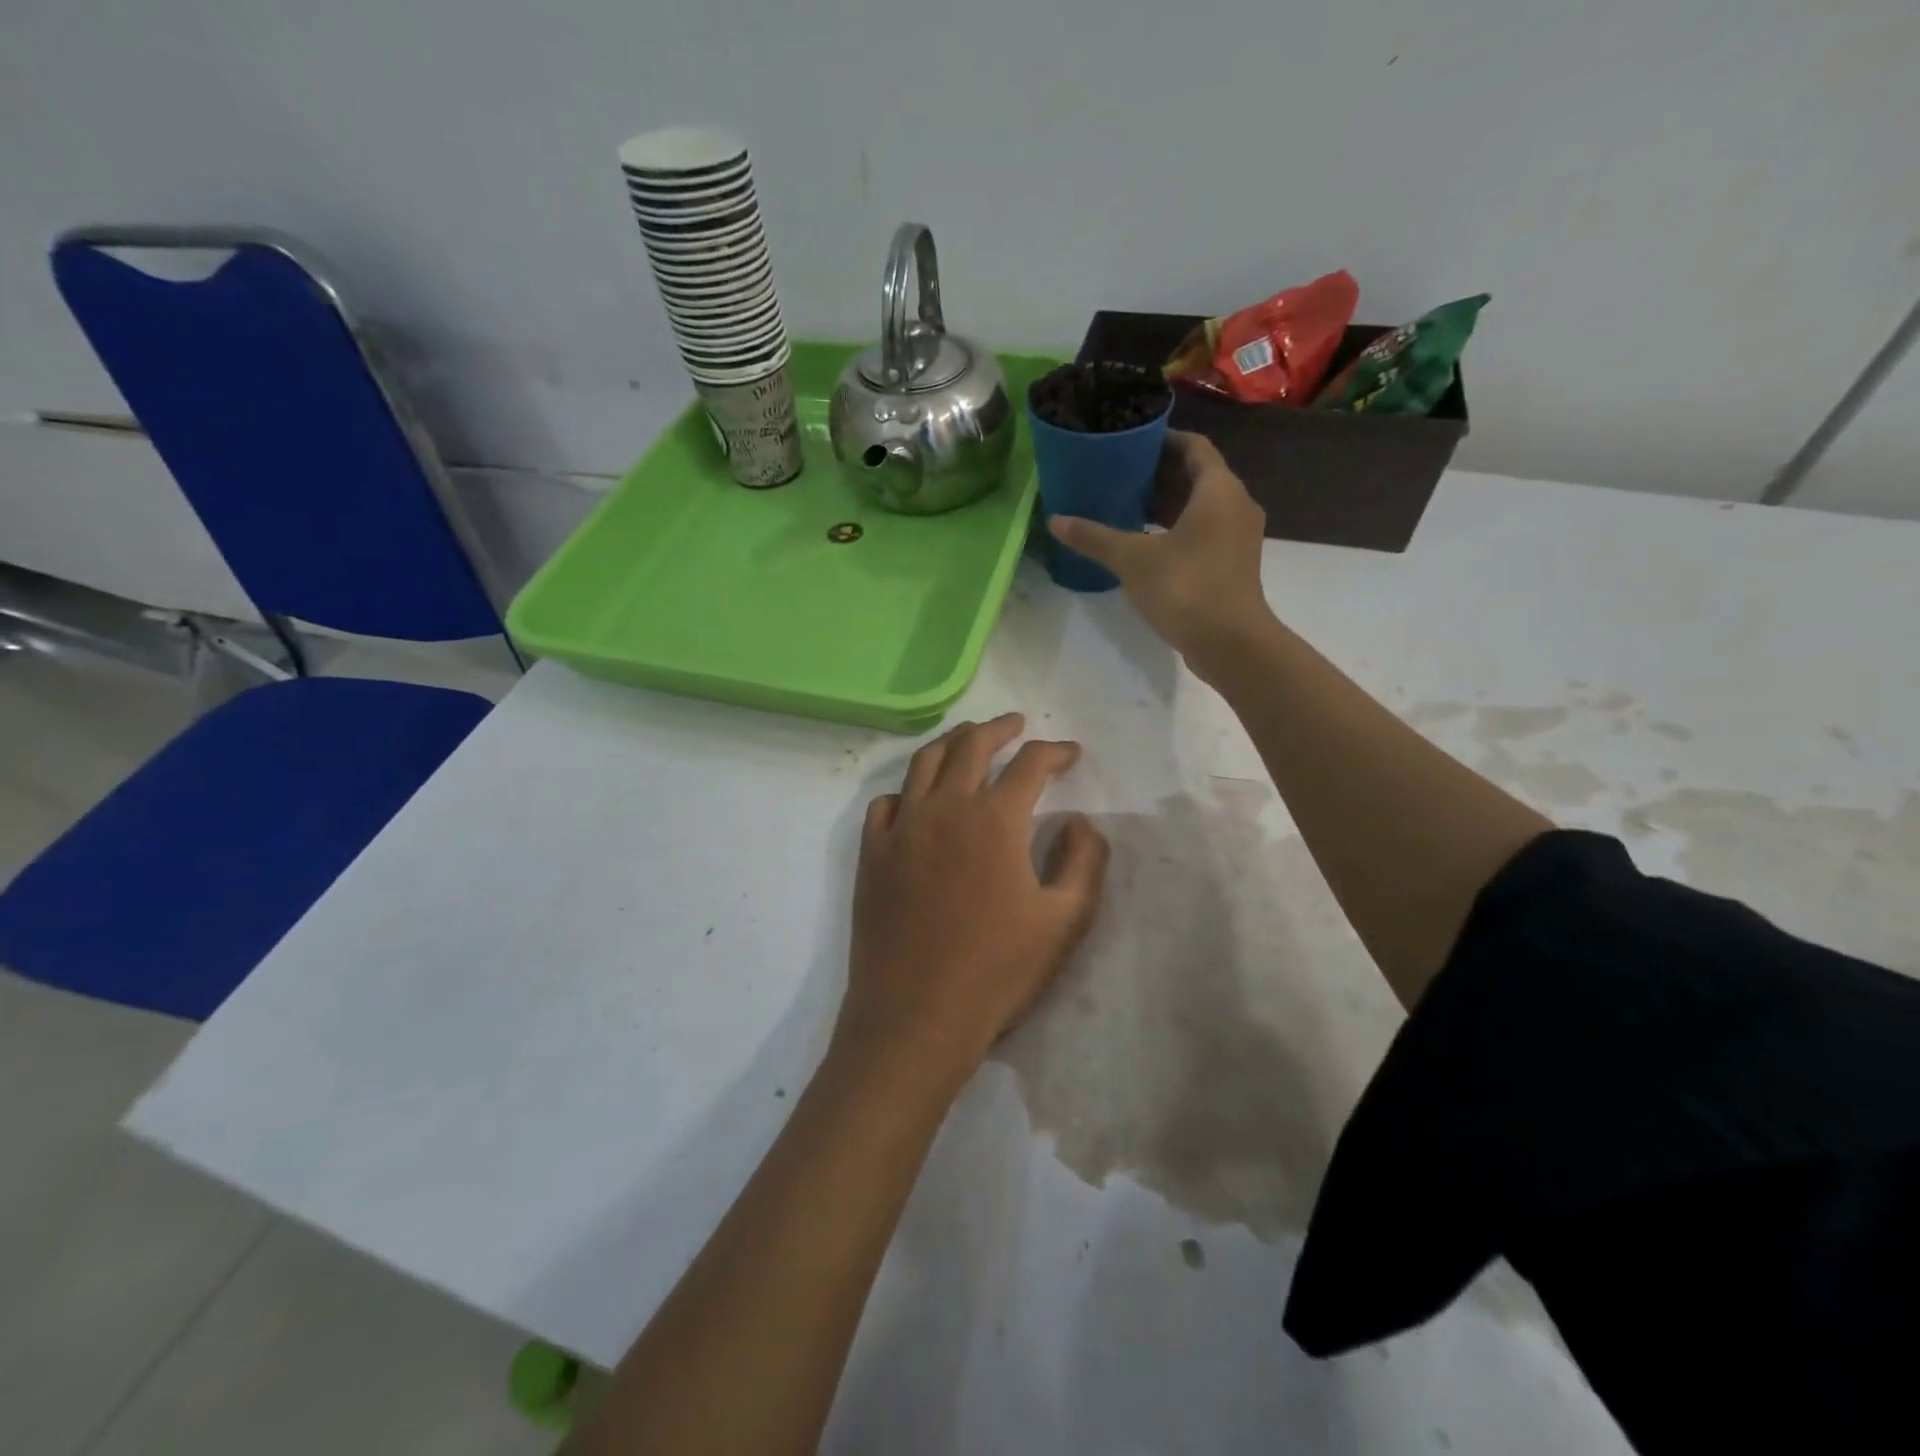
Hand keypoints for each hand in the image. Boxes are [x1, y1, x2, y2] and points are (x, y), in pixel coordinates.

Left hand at [835, 714, 1109, 1099]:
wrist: (916, 1016)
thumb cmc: (997, 972)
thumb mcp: (1064, 922)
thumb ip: (1084, 862)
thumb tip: (1082, 821)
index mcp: (995, 820)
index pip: (1030, 764)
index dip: (1056, 751)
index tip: (1071, 753)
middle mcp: (945, 808)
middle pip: (971, 745)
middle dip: (1000, 728)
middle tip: (1017, 725)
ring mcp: (901, 828)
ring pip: (924, 763)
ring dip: (952, 743)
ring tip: (969, 739)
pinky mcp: (872, 853)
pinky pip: (885, 803)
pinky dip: (907, 791)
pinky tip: (917, 800)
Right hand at [1048, 431, 1272, 671]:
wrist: (1230, 643)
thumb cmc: (1186, 588)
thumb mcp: (1133, 560)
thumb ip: (1095, 537)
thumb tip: (1056, 520)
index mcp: (1218, 490)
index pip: (1193, 447)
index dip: (1162, 440)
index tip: (1130, 441)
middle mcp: (1235, 505)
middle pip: (1197, 476)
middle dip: (1158, 473)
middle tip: (1118, 472)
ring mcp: (1237, 536)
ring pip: (1200, 506)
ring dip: (1166, 503)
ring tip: (1124, 504)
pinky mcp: (1232, 563)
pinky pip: (1203, 531)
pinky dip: (1176, 528)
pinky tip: (1144, 541)